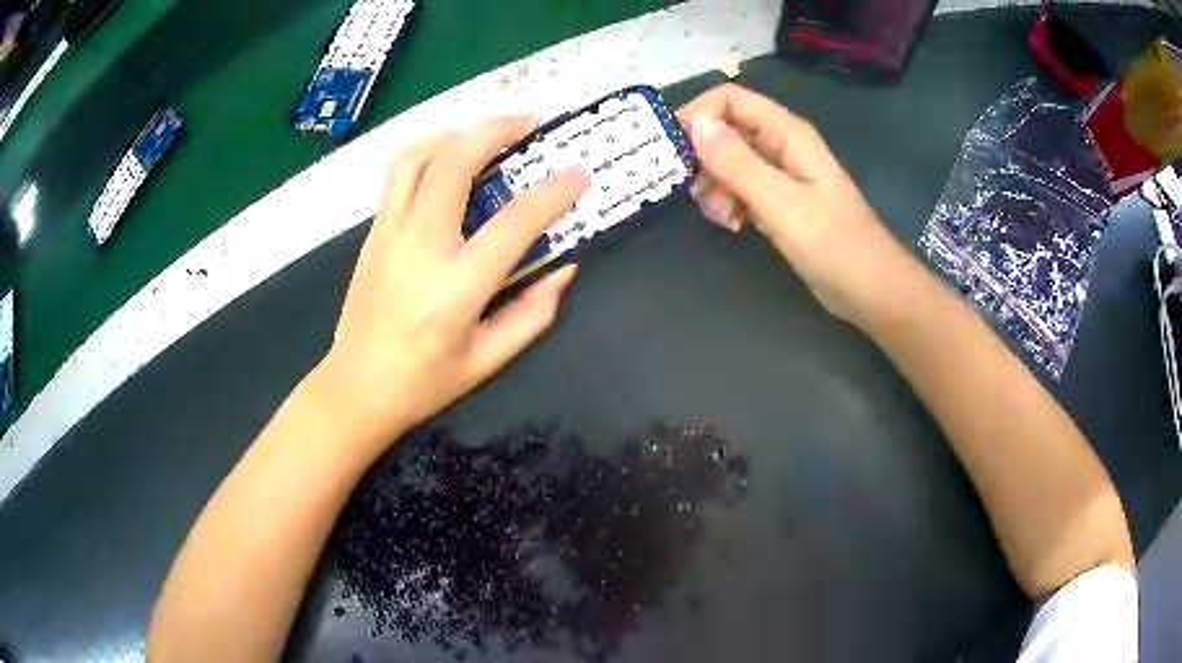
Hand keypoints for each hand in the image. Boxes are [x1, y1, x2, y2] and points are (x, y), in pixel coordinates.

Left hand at [313, 117, 589, 452]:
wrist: (357, 386)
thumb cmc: (424, 381)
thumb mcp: (489, 359)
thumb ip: (533, 311)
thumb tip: (565, 266)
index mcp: (457, 286)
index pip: (514, 222)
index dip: (553, 192)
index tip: (578, 173)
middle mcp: (420, 245)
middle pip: (457, 161)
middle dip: (498, 129)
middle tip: (529, 122)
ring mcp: (390, 232)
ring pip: (419, 155)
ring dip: (457, 132)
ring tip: (484, 133)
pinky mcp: (373, 231)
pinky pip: (399, 172)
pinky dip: (427, 151)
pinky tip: (446, 157)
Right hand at [678, 84, 911, 325]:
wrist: (870, 290)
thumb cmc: (834, 244)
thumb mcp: (781, 202)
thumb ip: (738, 164)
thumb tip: (695, 124)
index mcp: (786, 133)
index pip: (730, 99)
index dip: (698, 113)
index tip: (671, 146)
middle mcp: (781, 146)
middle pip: (726, 130)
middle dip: (702, 155)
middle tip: (692, 190)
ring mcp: (780, 175)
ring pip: (729, 162)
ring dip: (714, 184)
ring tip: (719, 215)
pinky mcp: (779, 202)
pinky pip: (741, 188)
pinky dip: (728, 202)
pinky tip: (732, 225)